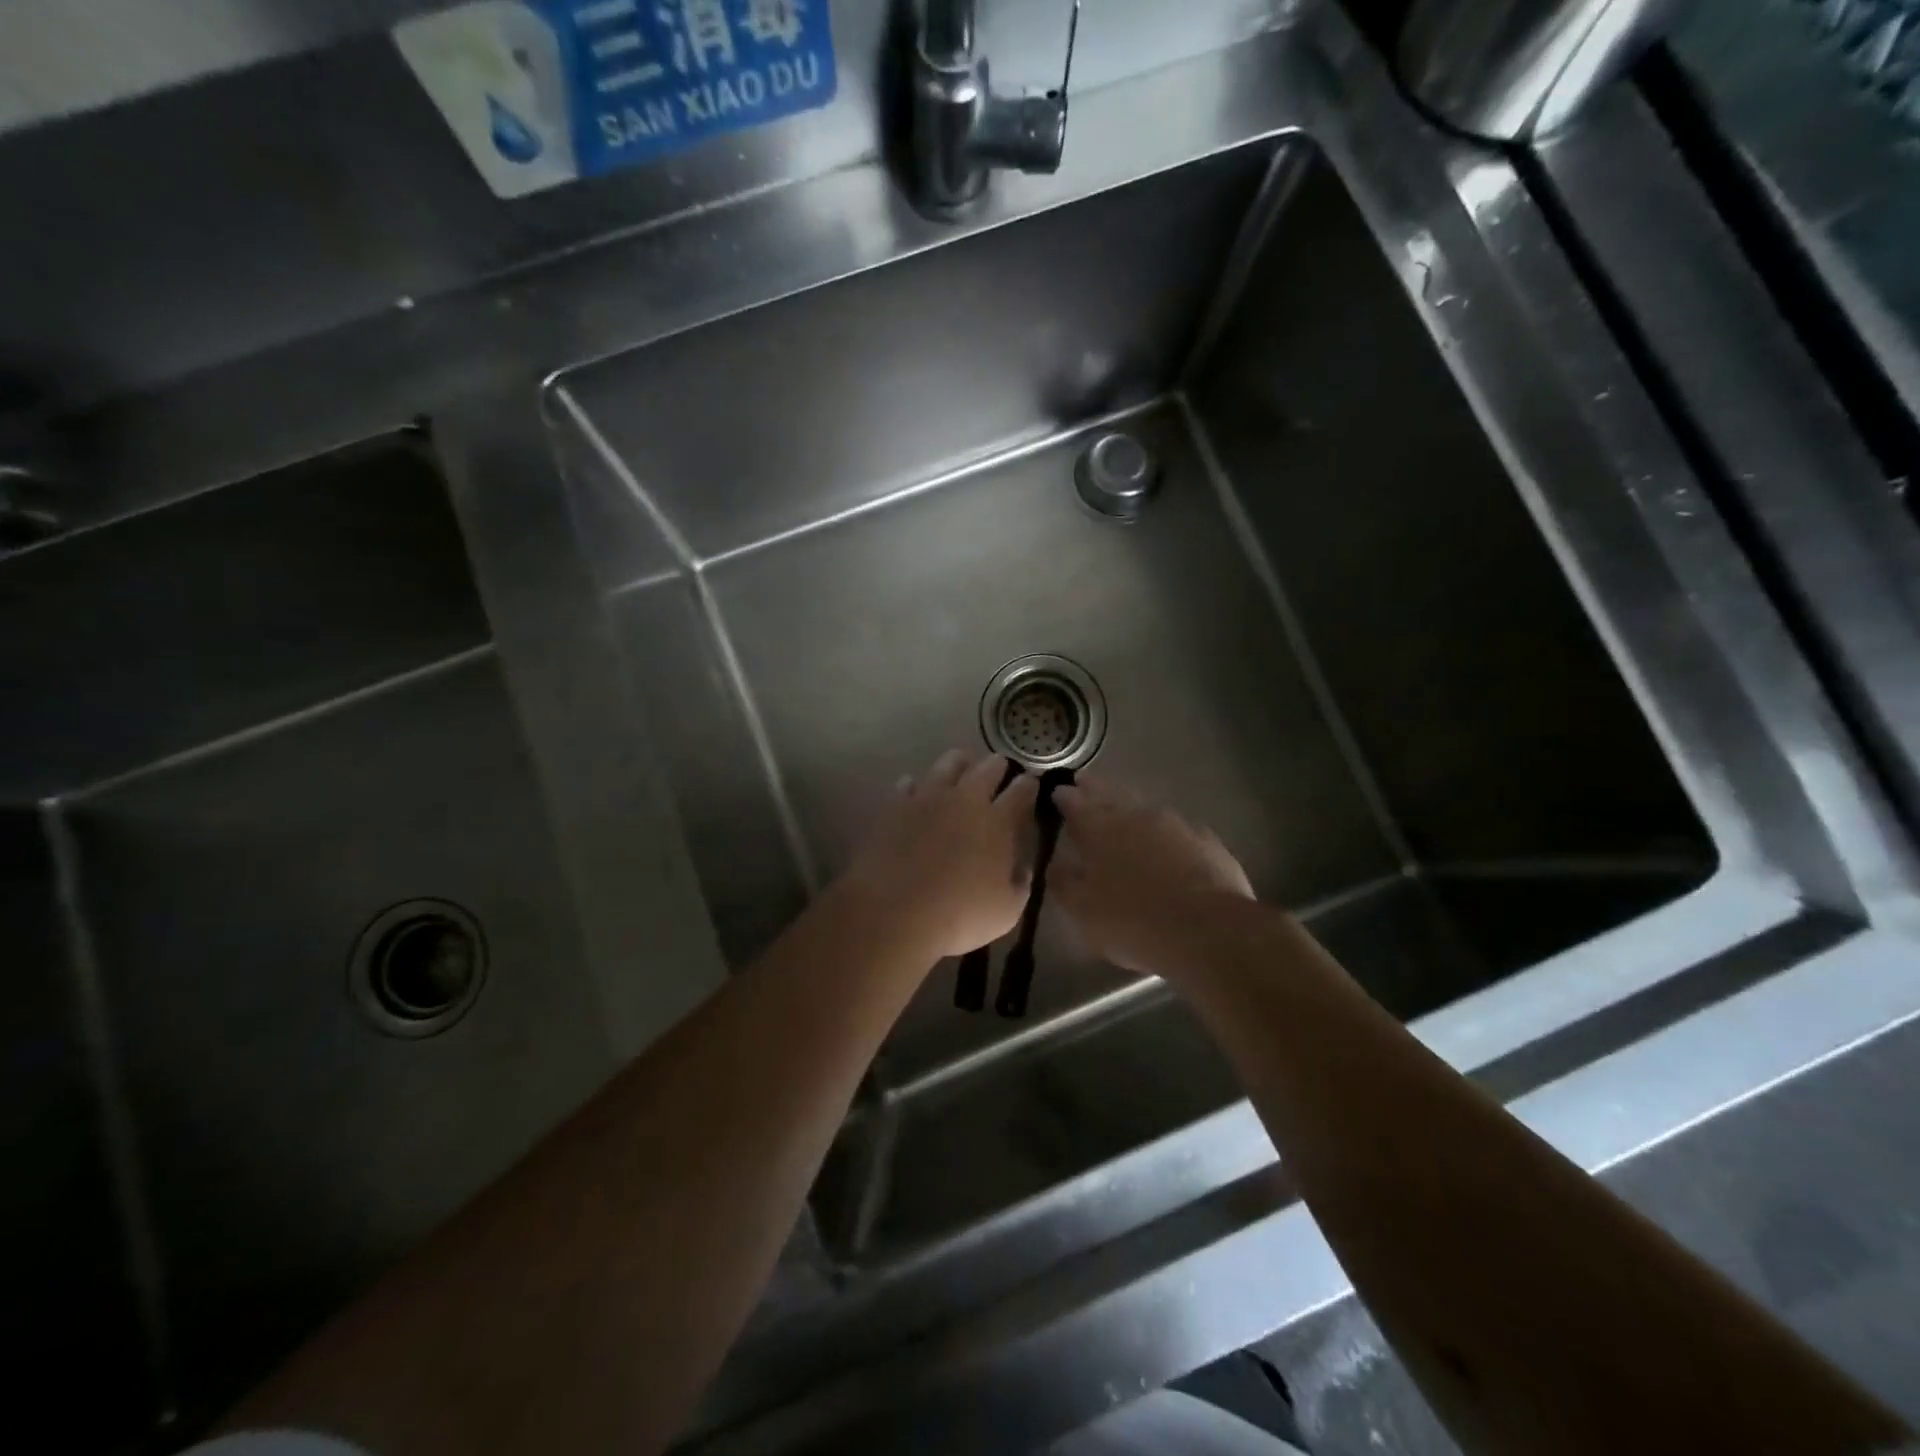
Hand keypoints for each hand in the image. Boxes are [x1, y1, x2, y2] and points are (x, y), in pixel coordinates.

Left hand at [843, 750, 1039, 958]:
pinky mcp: (896, 805)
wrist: (895, 911)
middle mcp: (966, 799)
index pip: (1021, 790)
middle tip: (1000, 768)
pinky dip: (916, 785)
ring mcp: (928, 797)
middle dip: (998, 766)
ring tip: (962, 766)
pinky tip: (916, 790)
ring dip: (960, 763)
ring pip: (948, 763)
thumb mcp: (1007, 911)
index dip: (1029, 784)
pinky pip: (909, 783)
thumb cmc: (959, 915)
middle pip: (988, 768)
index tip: (1031, 782)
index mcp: (998, 821)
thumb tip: (1023, 867)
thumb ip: (1020, 884)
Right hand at [1051, 775, 1253, 974]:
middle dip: (1094, 789)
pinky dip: (1163, 831)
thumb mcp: (1081, 910)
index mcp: (1098, 826)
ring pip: (1143, 806)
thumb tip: (1055, 862)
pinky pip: (1176, 828)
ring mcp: (1175, 823)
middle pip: (1109, 793)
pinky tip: (1165, 843)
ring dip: (1129, 807)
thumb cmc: (1131, 920)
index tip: (1056, 794)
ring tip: (1122, 814)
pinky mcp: (1205, 840)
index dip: (1063, 797)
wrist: (1207, 931)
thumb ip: (1063, 881)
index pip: (1074, 801)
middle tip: (1084, 785)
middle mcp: (1135, 814)